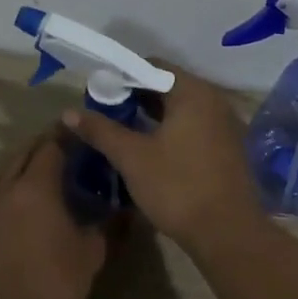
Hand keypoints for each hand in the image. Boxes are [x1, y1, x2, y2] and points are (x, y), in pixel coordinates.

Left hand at [0, 131, 108, 298]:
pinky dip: (5, 191)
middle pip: (21, 153)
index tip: (80, 131)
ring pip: (0, 174)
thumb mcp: (91, 254)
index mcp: (36, 186)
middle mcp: (3, 189)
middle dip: (42, 145)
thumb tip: (121, 209)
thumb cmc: (54, 285)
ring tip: (39, 174)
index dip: (66, 135)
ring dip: (20, 166)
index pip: (51, 146)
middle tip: (63, 147)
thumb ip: (106, 225)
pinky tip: (16, 206)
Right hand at [62, 67, 261, 248]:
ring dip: (153, 115)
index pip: (153, 67)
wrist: (227, 231)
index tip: (98, 94)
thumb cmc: (177, 187)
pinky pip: (195, 126)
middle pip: (169, 86)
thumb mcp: (132, 157)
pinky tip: (151, 149)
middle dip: (136, 97)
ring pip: (182, 109)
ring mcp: (225, 124)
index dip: (123, 77)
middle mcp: (214, 100)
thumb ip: (101, 130)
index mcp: (193, 92)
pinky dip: (172, 130)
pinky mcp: (228, 147)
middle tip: (105, 114)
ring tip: (122, 131)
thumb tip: (69, 112)